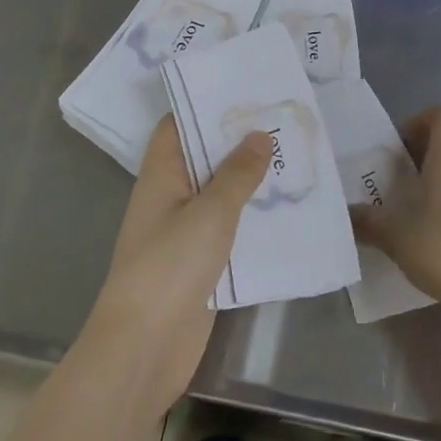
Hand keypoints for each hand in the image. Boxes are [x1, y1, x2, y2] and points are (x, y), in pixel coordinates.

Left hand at [79, 115, 270, 419]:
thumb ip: (237, 174)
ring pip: (221, 196)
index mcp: (162, 176)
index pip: (178, 126)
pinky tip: (288, 212)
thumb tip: (259, 135)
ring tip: (296, 160)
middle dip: (239, 143)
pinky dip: (253, 221)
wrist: (144, 349)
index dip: (206, 106)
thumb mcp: (210, 212)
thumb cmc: (170, 266)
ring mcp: (184, 234)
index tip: (246, 91)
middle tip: (284, 122)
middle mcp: (171, 198)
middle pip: (204, 159)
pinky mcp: (201, 266)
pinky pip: (229, 232)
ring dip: (251, 182)